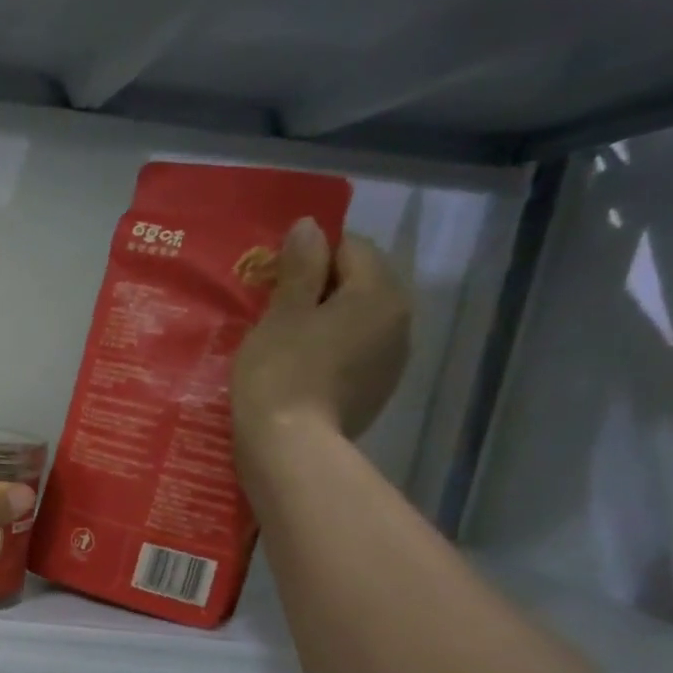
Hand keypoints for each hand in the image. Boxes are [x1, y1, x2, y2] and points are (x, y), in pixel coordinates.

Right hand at [233, 216, 410, 454]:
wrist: (290, 447)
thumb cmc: (280, 371)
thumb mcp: (281, 313)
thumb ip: (299, 267)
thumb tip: (310, 226)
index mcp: (379, 293)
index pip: (351, 248)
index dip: (311, 253)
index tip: (274, 275)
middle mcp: (399, 321)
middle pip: (359, 284)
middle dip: (319, 288)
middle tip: (274, 307)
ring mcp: (392, 360)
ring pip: (357, 321)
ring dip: (325, 321)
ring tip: (284, 339)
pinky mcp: (376, 392)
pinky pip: (354, 354)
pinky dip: (330, 351)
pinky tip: (298, 368)